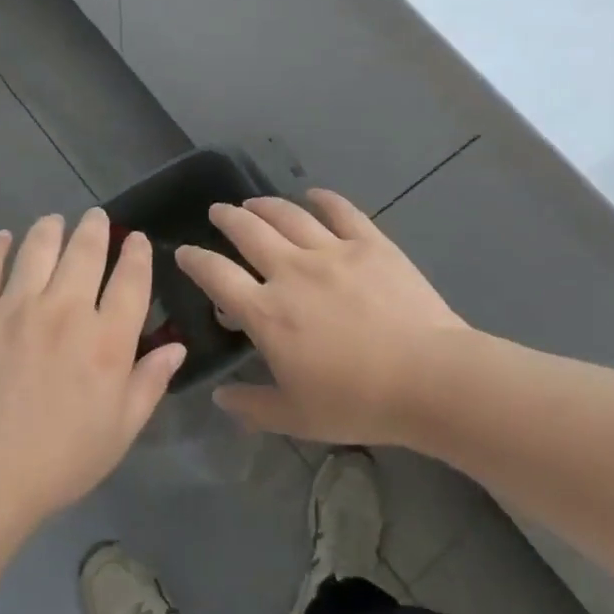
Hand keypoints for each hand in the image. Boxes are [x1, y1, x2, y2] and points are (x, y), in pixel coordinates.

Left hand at [0, 209, 185, 528]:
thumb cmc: (57, 462)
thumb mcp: (119, 432)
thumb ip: (149, 383)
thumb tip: (176, 347)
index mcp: (106, 340)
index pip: (131, 280)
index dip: (138, 254)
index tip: (138, 240)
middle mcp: (65, 310)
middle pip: (86, 251)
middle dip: (96, 228)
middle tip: (96, 217)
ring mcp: (14, 306)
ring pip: (38, 248)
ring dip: (51, 228)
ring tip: (54, 221)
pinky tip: (3, 239)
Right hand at [177, 189, 475, 445]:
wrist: (430, 379)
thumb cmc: (358, 402)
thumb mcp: (297, 417)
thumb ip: (252, 406)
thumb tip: (220, 398)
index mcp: (267, 312)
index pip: (216, 275)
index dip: (194, 260)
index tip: (183, 252)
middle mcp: (290, 271)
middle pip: (248, 232)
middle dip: (226, 218)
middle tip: (218, 212)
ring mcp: (332, 251)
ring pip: (288, 216)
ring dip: (264, 205)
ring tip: (254, 203)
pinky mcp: (370, 244)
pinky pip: (341, 211)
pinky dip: (323, 199)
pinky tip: (313, 195)